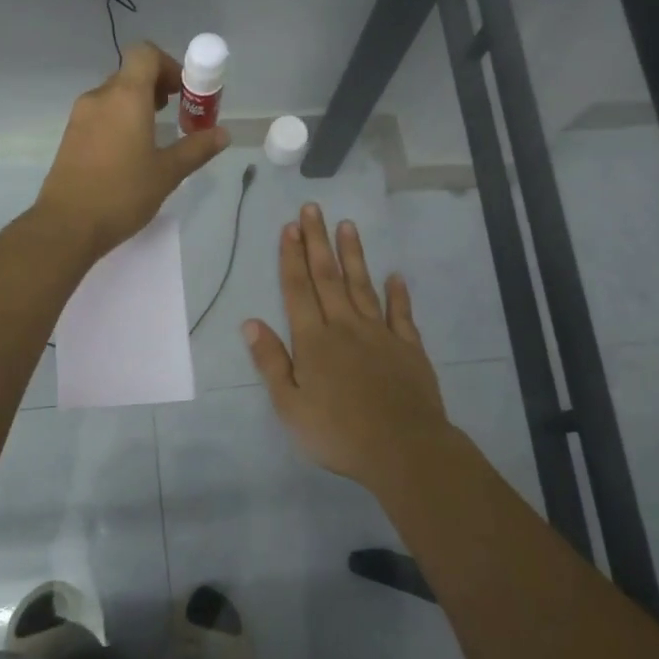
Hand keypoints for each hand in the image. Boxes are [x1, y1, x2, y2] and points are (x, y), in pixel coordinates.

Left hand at [36, 42, 229, 261]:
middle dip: (156, 87)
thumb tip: (223, 134)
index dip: (168, 64)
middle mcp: (99, 97)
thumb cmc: (122, 194)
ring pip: (114, 95)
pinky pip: (100, 114)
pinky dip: (119, 119)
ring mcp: (80, 116)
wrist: (67, 224)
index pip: (145, 54)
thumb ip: (196, 148)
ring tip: (154, 135)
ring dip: (137, 104)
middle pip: (130, 73)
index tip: (183, 91)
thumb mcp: (167, 173)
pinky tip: (129, 152)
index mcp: (126, 97)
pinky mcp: (70, 136)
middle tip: (176, 113)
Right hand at [244, 205, 451, 483]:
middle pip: (328, 277)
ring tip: (347, 226)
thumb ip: (271, 362)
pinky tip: (395, 276)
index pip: (297, 290)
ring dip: (353, 255)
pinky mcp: (408, 347)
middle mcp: (345, 327)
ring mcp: (379, 334)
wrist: (403, 449)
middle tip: (312, 208)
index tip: (289, 227)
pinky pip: (401, 313)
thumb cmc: (338, 433)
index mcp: (313, 341)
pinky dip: (397, 293)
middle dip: (317, 241)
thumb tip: (250, 322)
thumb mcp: (290, 406)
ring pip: (362, 286)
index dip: (291, 257)